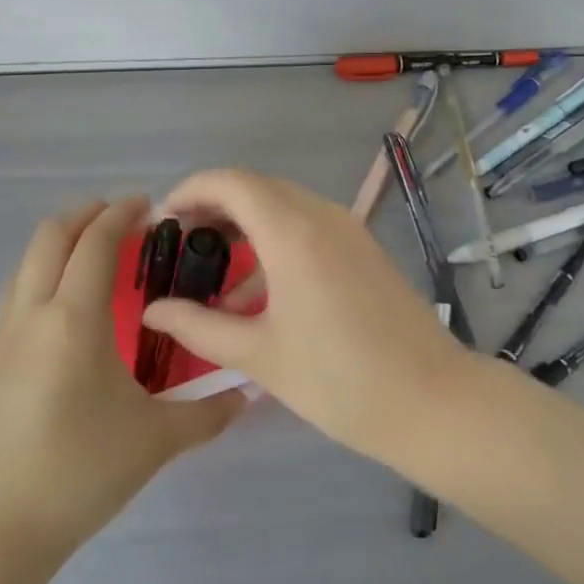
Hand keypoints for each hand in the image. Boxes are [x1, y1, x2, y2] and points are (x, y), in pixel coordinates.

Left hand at [0, 197, 245, 549]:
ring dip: (58, 243)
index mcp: (73, 319)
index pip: (96, 243)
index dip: (121, 215)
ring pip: (24, 264)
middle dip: (85, 214)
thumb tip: (249, 394)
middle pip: (49, 236)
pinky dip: (39, 276)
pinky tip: (60, 309)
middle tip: (120, 217)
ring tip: (92, 255)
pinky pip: (12, 296)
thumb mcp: (155, 441)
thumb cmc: (78, 473)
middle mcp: (30, 314)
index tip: (148, 206)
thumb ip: (208, 413)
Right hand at [141, 170, 467, 458]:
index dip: (191, 191)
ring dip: (247, 225)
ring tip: (214, 272)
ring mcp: (349, 230)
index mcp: (293, 232)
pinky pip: (310, 226)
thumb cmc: (339, 380)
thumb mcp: (260, 355)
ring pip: (285, 206)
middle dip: (215, 206)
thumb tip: (152, 311)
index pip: (231, 183)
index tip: (163, 221)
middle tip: (182, 243)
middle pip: (258, 188)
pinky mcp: (364, 249)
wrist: (430, 400)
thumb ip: (199, 327)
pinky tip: (258, 292)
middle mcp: (323, 216)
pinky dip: (277, 241)